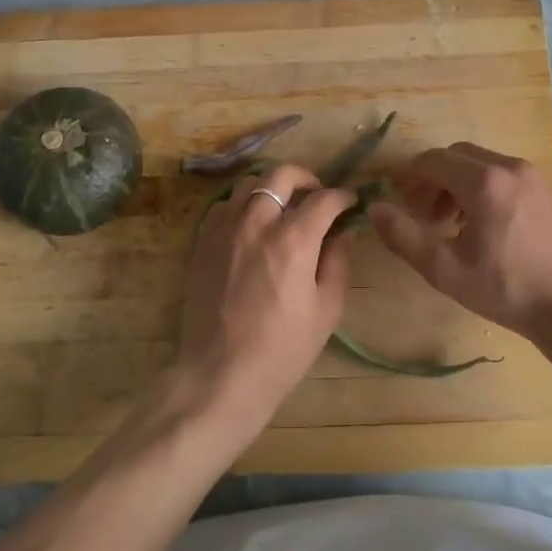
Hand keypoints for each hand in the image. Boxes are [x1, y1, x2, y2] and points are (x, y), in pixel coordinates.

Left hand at [175, 164, 356, 427]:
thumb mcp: (326, 310)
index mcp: (293, 239)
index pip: (323, 198)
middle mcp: (256, 223)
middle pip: (281, 175)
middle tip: (317, 196)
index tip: (349, 203)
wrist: (220, 375)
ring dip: (271, 188)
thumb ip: (339, 263)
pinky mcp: (202, 243)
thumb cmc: (282, 349)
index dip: (342, 196)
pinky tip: (251, 227)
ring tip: (282, 208)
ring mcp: (224, 230)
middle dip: (306, 178)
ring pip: (248, 184)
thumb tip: (345, 233)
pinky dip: (242, 206)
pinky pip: (223, 207)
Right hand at [370, 143, 551, 343]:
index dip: (408, 175)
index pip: (432, 161)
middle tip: (418, 211)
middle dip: (431, 178)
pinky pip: (501, 175)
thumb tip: (374, 208)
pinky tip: (477, 224)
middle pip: (455, 156)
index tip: (394, 195)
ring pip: (479, 163)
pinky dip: (479, 187)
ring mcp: (531, 177)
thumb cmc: (507, 289)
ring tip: (445, 222)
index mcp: (483, 181)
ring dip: (454, 183)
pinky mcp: (544, 190)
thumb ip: (404, 236)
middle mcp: (508, 167)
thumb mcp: (446, 270)